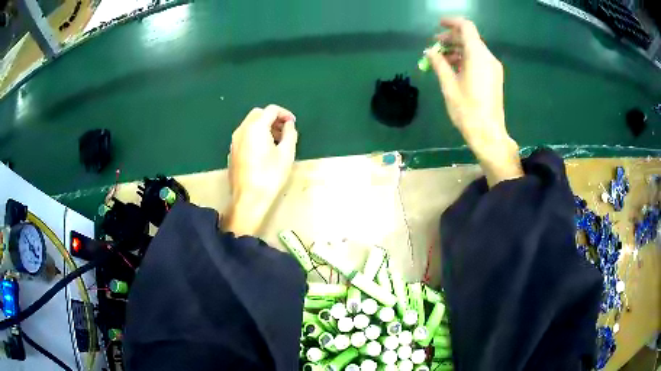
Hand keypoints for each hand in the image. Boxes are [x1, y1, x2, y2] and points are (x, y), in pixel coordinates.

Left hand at [223, 105, 297, 235]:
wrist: (248, 199)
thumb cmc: (270, 176)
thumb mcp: (287, 154)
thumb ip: (290, 134)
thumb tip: (288, 125)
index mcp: (256, 127)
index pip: (271, 110)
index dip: (284, 113)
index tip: (293, 123)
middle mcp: (242, 130)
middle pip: (258, 114)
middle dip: (273, 118)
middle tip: (285, 130)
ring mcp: (234, 141)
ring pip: (250, 124)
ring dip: (264, 126)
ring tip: (277, 140)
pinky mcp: (232, 152)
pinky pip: (245, 135)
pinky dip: (255, 135)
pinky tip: (264, 150)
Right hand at [425, 17, 522, 185]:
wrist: (488, 134)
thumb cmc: (467, 110)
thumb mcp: (448, 85)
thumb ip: (439, 64)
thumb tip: (429, 51)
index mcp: (478, 55)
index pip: (466, 27)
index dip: (451, 22)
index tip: (437, 25)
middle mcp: (488, 58)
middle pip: (469, 38)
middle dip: (450, 39)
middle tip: (434, 47)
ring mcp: (493, 68)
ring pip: (473, 49)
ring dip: (456, 50)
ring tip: (440, 59)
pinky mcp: (494, 77)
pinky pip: (478, 60)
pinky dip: (465, 59)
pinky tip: (453, 68)